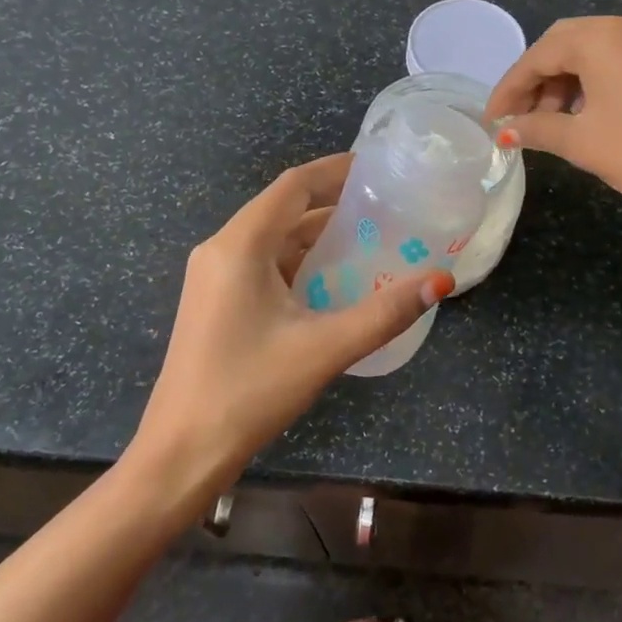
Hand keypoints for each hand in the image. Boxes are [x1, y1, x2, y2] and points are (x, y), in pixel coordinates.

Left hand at [128, 153, 452, 500]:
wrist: (181, 453)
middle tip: (386, 206)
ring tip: (371, 237)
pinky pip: (264, 265)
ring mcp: (215, 277)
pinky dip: (301, 262)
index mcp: (240, 245)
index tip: (378, 168)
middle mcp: (222, 250)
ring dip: (318, 235)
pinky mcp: (217, 302)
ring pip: (274, 239)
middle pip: (284, 208)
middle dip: (333, 203)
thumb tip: (440, 280)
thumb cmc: (249, 391)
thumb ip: (385, 312)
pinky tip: (335, 279)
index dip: (335, 170)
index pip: (293, 185)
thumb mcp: (324, 348)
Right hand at [484, 15, 621, 238]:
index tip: (491, 120)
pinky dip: (592, 85)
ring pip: (592, 54)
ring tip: (551, 124)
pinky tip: (585, 116)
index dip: (509, 89)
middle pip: (564, 46)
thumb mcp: (580, 141)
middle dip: (536, 83)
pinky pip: (617, 62)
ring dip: (564, 84)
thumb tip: (506, 129)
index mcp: (600, 36)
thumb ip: (536, 128)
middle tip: (519, 120)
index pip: (538, 55)